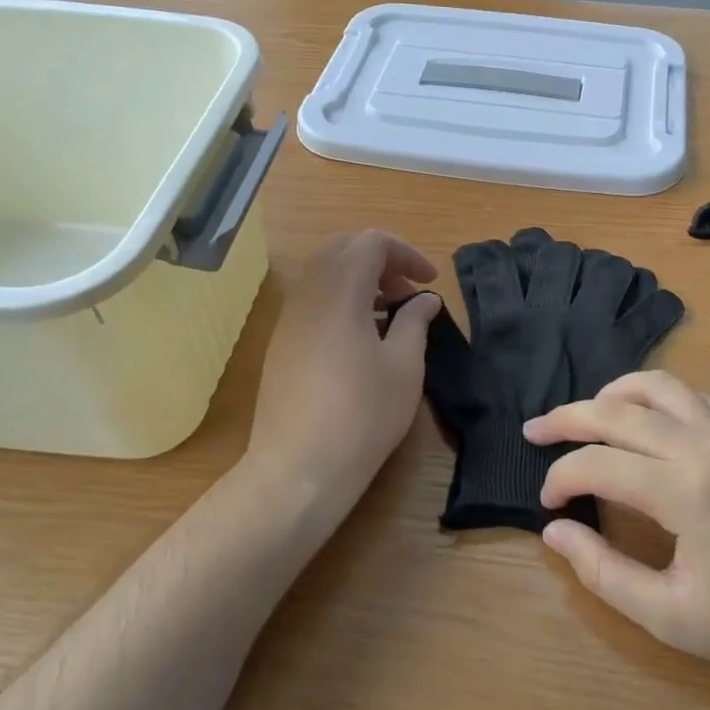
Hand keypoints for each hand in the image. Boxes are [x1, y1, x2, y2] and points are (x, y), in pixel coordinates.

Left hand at [244, 231, 440, 541]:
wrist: (298, 467)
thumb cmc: (362, 415)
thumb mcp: (404, 366)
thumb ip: (415, 321)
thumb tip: (425, 298)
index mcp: (340, 292)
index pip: (371, 242)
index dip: (406, 253)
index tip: (428, 281)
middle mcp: (308, 295)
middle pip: (343, 250)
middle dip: (381, 261)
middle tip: (408, 292)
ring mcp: (289, 318)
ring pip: (324, 275)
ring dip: (359, 281)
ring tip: (389, 315)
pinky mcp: (281, 342)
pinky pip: (312, 300)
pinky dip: (340, 301)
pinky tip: (361, 337)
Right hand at [528, 372, 709, 688]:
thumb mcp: (670, 617)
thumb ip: (603, 572)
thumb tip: (555, 531)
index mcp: (684, 490)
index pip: (598, 464)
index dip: (561, 477)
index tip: (547, 503)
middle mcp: (705, 444)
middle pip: (618, 410)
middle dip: (567, 418)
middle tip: (535, 430)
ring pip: (659, 385)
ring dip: (613, 394)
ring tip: (587, 414)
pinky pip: (694, 397)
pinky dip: (657, 398)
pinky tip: (647, 422)